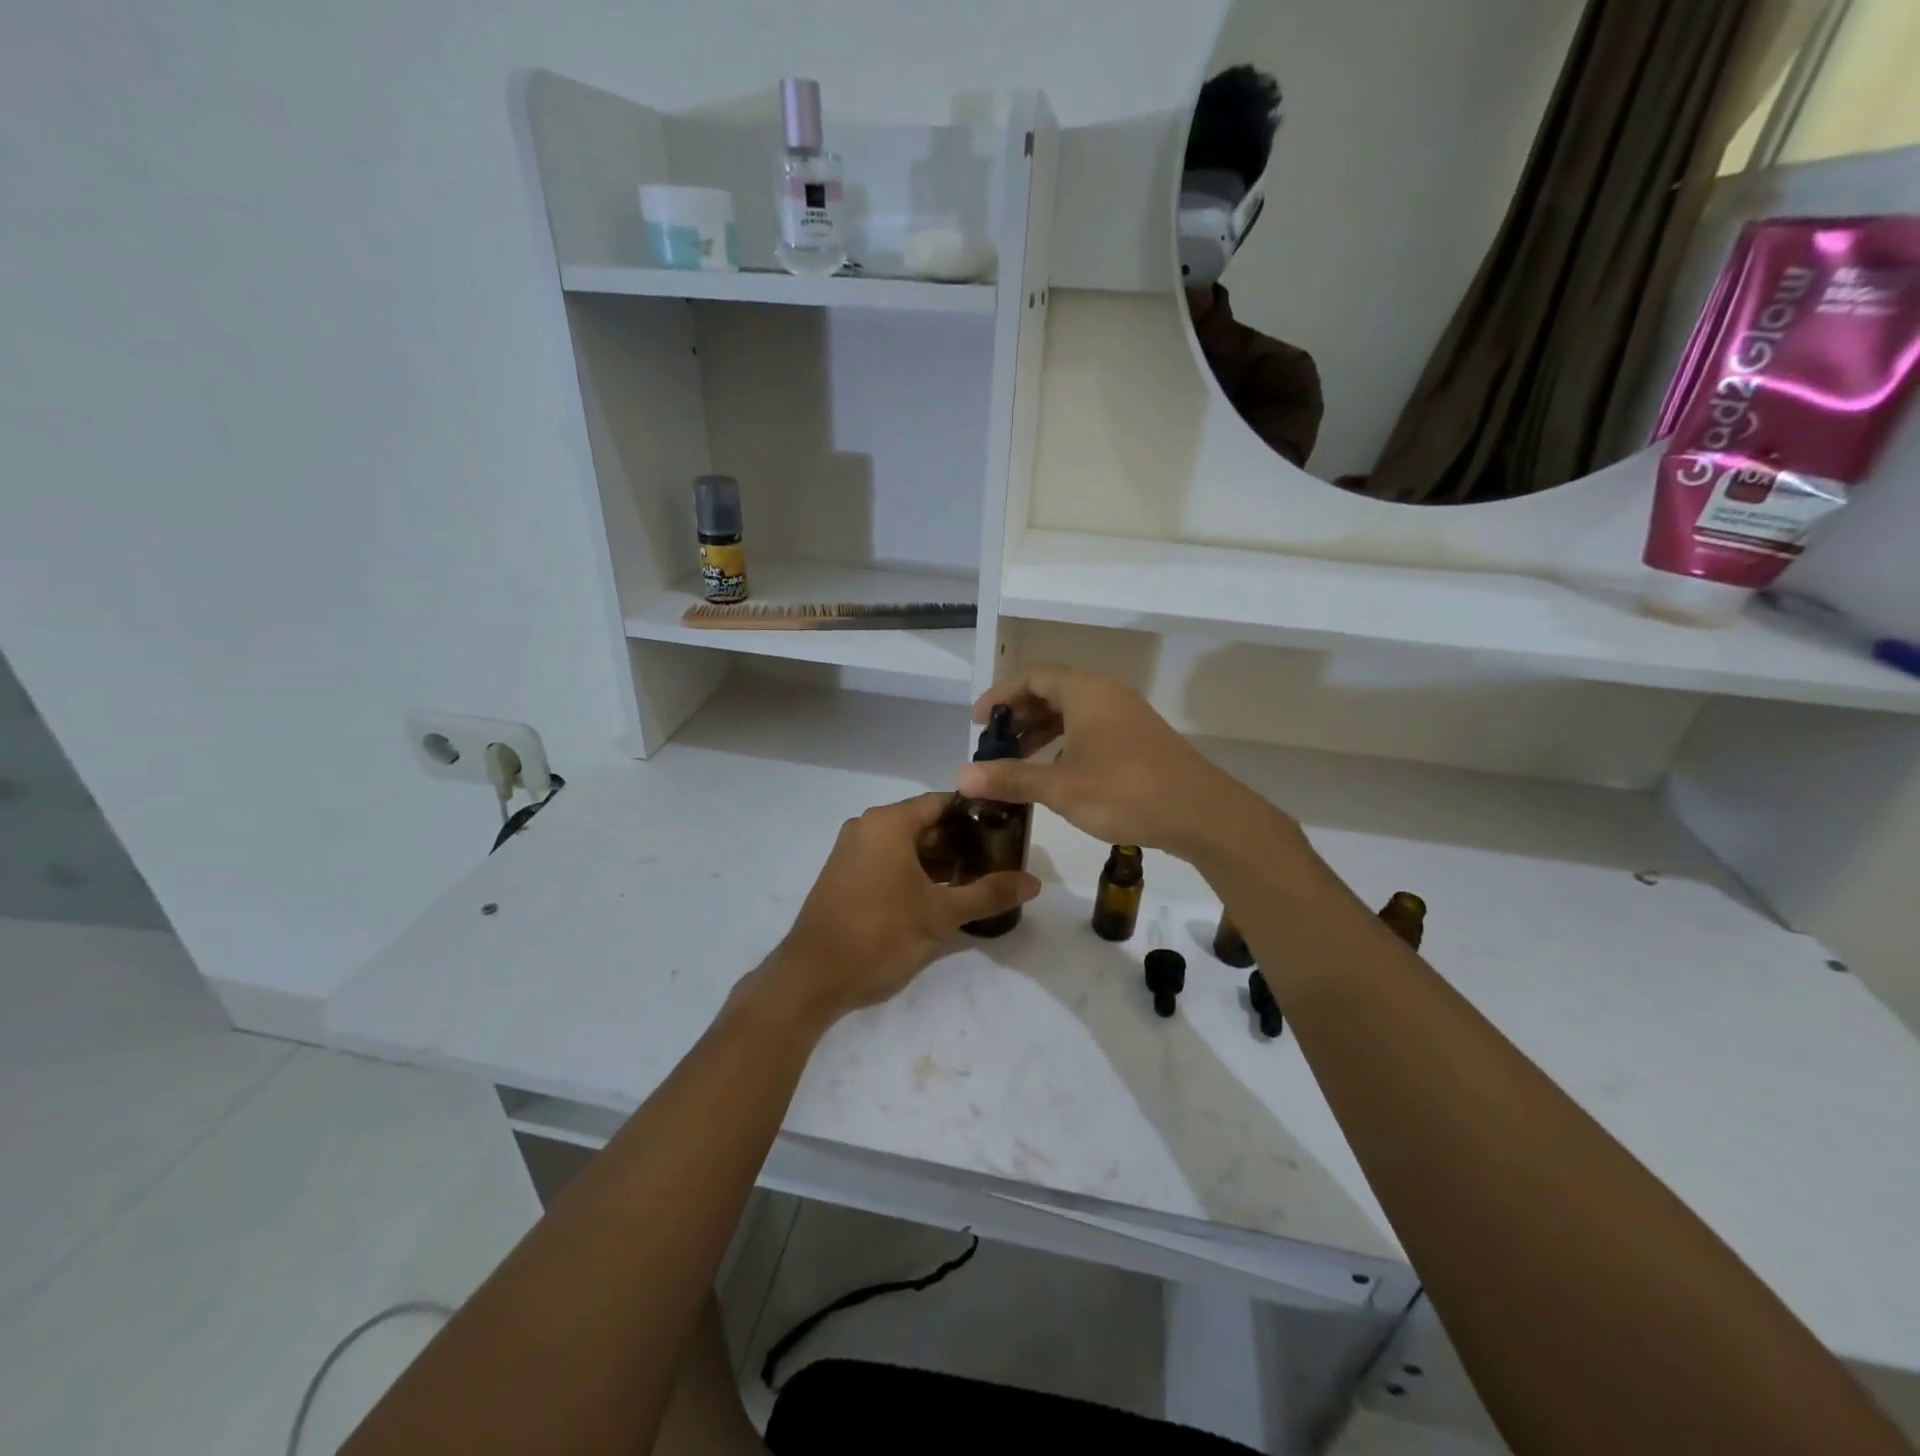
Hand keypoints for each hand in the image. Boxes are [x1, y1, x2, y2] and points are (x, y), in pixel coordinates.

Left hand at [755, 792, 1039, 1025]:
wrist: (813, 976)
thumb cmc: (879, 934)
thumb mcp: (940, 914)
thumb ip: (988, 894)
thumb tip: (1034, 883)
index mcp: (888, 822)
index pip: (943, 802)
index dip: (978, 814)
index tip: (1008, 829)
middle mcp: (867, 827)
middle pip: (926, 823)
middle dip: (963, 841)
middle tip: (1000, 859)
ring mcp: (853, 851)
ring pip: (908, 845)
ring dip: (941, 859)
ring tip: (979, 878)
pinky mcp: (846, 875)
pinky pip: (889, 861)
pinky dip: (916, 871)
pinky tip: (943, 893)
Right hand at [957, 665, 1266, 858]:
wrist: (1199, 813)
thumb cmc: (1124, 791)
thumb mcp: (1059, 787)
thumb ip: (1011, 777)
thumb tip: (963, 776)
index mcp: (1085, 692)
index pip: (1031, 677)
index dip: (999, 695)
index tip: (978, 722)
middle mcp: (1106, 694)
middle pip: (1052, 691)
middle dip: (1019, 715)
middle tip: (994, 743)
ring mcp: (1126, 715)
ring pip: (1073, 711)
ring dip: (1042, 731)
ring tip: (1018, 759)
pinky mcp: (1139, 738)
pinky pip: (1091, 727)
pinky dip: (1066, 742)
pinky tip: (1056, 772)